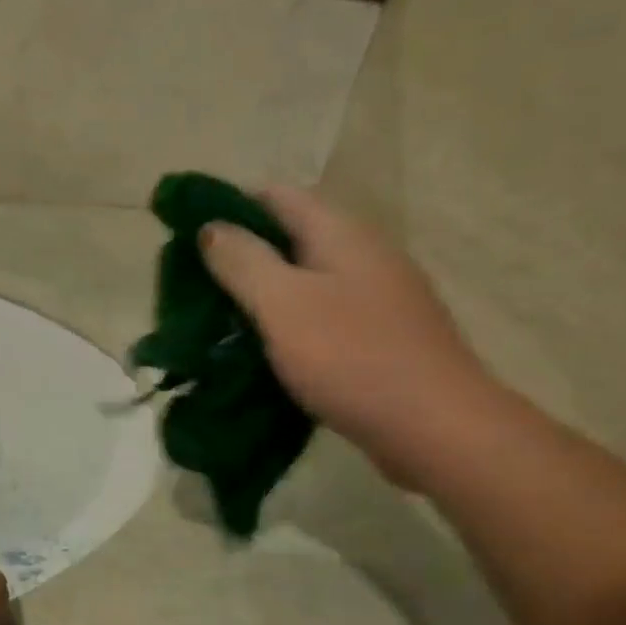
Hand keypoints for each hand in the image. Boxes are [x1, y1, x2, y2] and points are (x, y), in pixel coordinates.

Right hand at [200, 186, 496, 488]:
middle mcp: (363, 255)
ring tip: (218, 324)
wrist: (437, 428)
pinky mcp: (380, 339)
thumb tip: (210, 227)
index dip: (229, 207)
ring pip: (305, 283)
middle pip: (290, 239)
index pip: (276, 196)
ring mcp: (377, 299)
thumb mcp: (284, 304)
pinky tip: (263, 353)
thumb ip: (243, 262)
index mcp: (341, 233)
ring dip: (263, 297)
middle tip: (195, 290)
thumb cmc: (353, 357)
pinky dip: (289, 328)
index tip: (188, 238)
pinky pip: (322, 319)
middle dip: (241, 258)